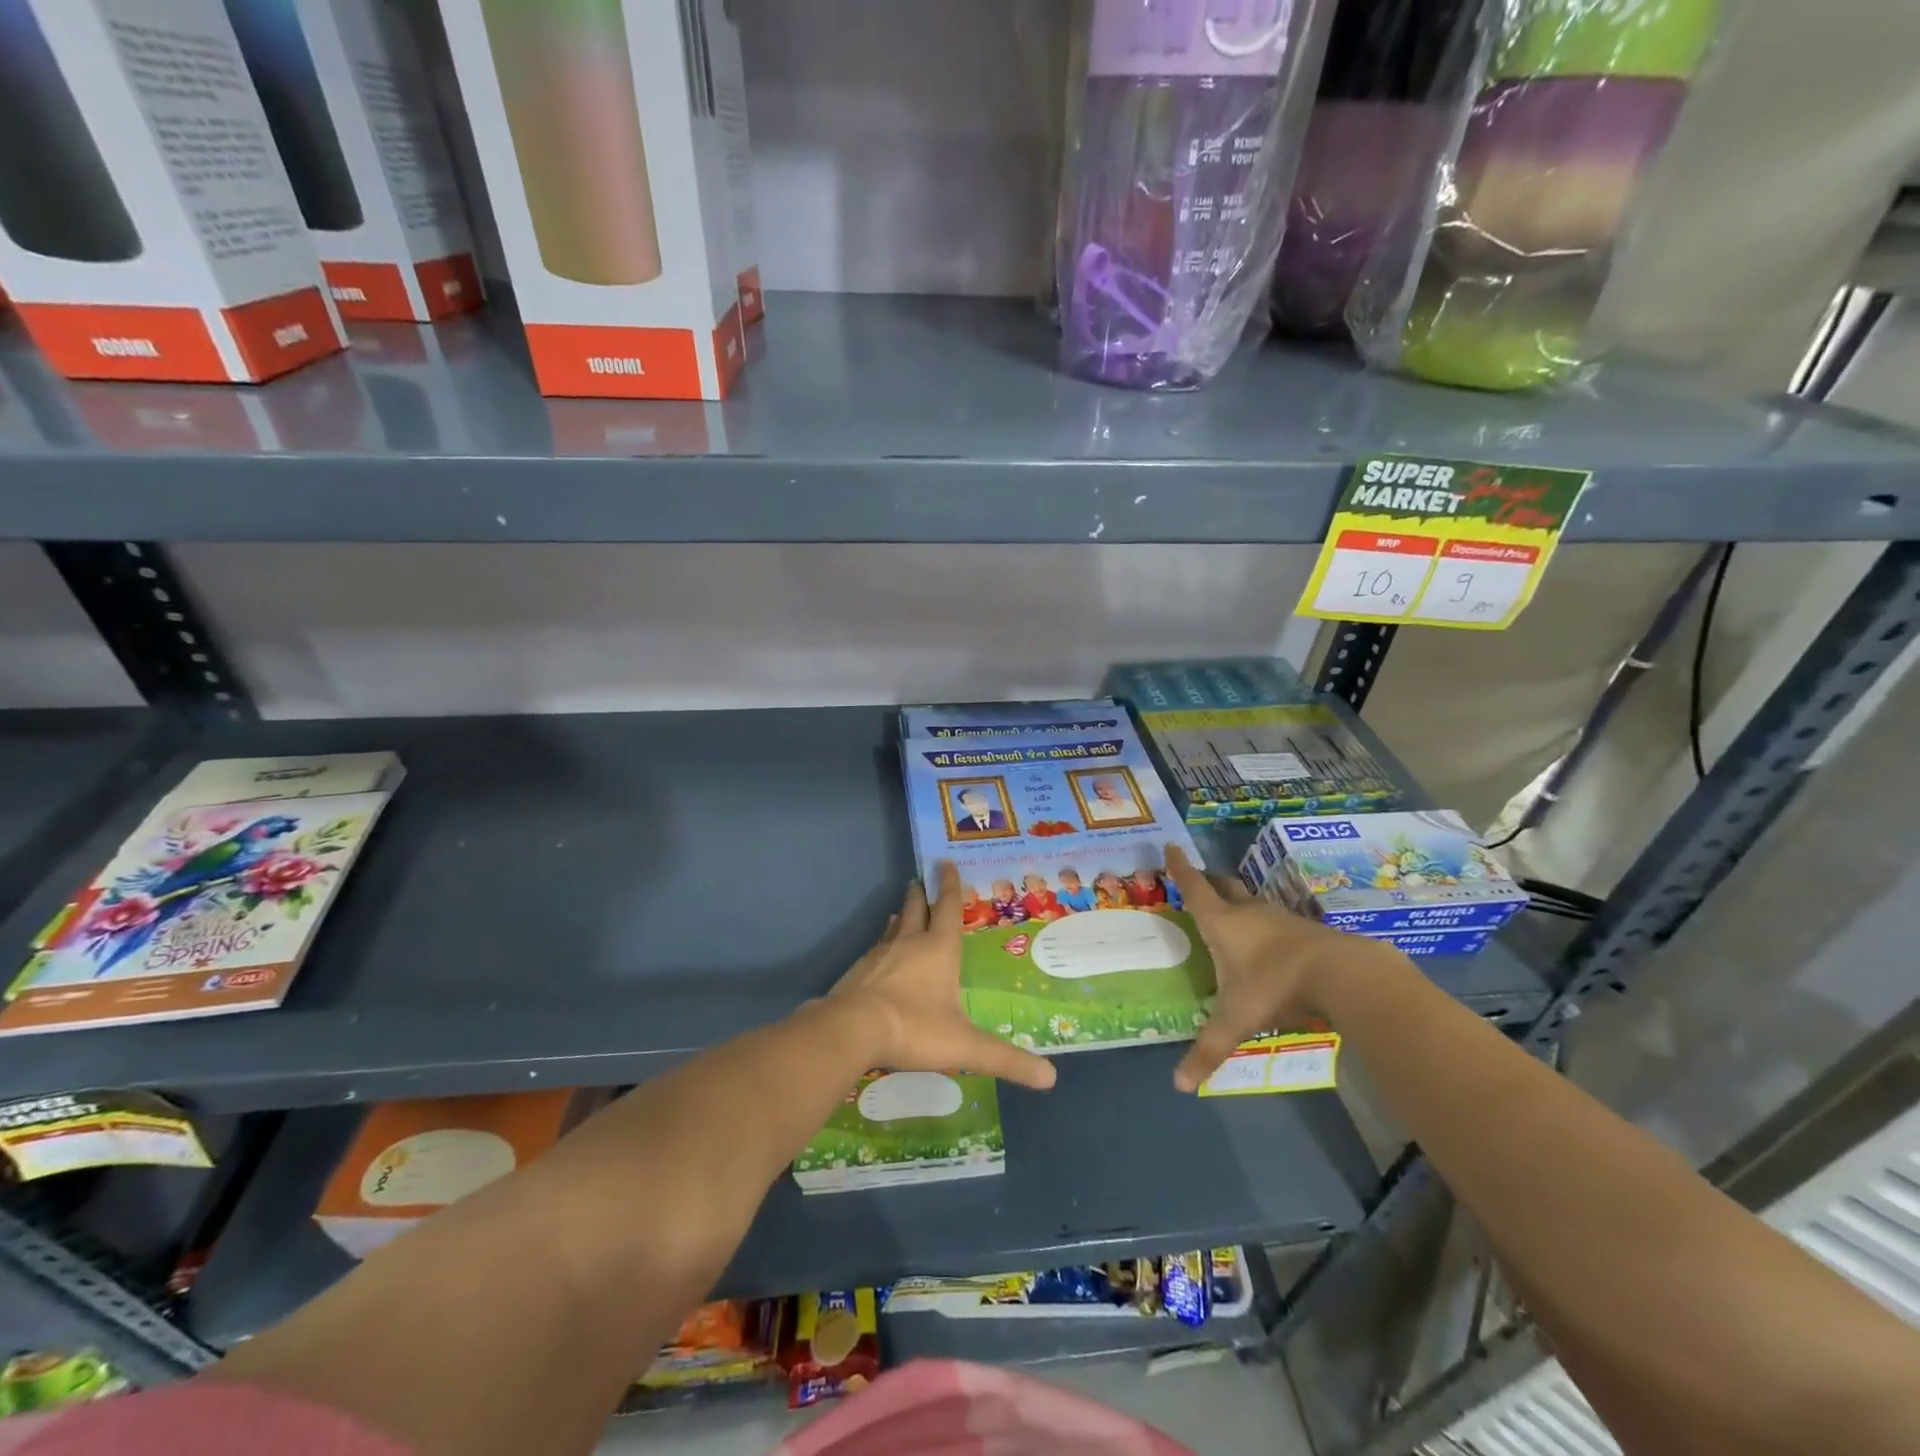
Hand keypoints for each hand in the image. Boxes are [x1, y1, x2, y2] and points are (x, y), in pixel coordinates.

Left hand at [829, 863, 1057, 1090]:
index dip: (950, 886)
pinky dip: (883, 944)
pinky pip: (876, 950)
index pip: (949, 909)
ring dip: (901, 916)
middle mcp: (909, 943)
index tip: (946, 862)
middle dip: (922, 894)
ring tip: (901, 911)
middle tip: (919, 879)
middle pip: (918, 910)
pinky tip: (879, 953)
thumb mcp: (965, 1046)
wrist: (852, 1029)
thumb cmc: (914, 1028)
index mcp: (939, 950)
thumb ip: (1006, 1059)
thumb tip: (1051, 1079)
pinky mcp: (859, 971)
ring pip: (894, 928)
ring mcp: (880, 955)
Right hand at [1164, 844, 1395, 1092]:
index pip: (1194, 887)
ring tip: (1232, 912)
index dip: (1180, 868)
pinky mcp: (1306, 928)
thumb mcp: (1236, 1021)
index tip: (1171, 846)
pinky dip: (1266, 922)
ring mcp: (1280, 916)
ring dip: (1239, 901)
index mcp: (1221, 923)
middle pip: (1223, 886)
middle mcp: (1247, 912)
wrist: (1340, 972)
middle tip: (1199, 881)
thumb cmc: (1273, 986)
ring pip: (1252, 900)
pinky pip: (1278, 918)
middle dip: (1209, 881)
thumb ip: (1208, 1050)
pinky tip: (1271, 940)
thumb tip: (1178, 1084)